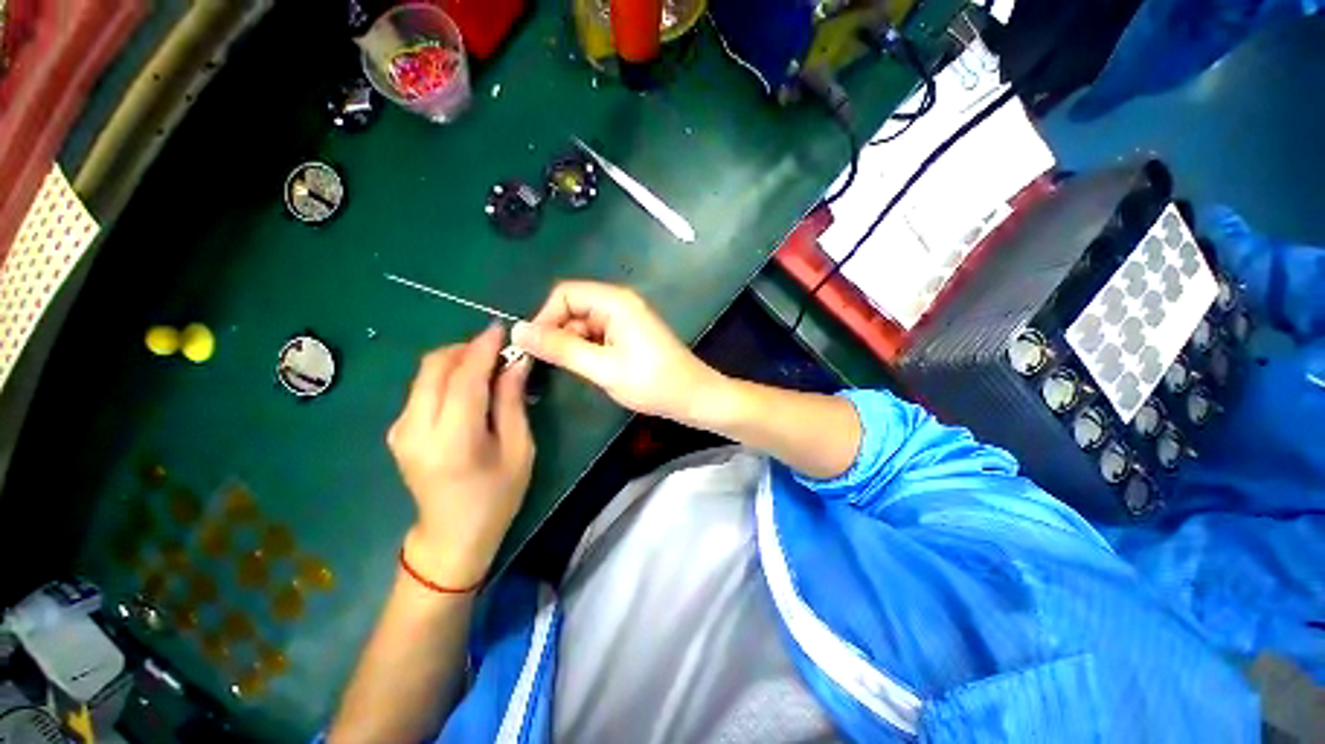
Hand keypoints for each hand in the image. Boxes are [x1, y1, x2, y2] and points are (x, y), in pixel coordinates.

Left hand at [387, 325, 533, 586]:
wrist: (452, 537)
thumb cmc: (496, 497)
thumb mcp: (518, 450)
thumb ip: (512, 402)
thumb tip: (516, 362)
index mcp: (454, 440)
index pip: (465, 378)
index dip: (483, 348)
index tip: (501, 328)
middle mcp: (416, 429)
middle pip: (435, 367)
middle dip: (466, 348)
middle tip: (497, 349)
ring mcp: (400, 430)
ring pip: (425, 374)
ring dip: (456, 360)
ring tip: (488, 367)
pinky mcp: (397, 431)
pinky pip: (421, 388)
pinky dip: (446, 377)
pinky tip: (468, 386)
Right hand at [511, 281, 724, 422]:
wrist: (694, 397)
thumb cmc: (652, 382)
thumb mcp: (602, 367)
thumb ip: (561, 349)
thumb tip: (518, 331)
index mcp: (614, 302)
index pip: (564, 295)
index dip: (544, 318)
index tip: (534, 349)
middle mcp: (619, 303)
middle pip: (573, 308)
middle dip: (558, 334)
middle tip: (553, 366)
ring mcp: (625, 319)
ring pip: (583, 324)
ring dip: (573, 345)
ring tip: (579, 371)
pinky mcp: (628, 334)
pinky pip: (597, 335)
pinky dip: (587, 350)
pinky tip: (593, 370)